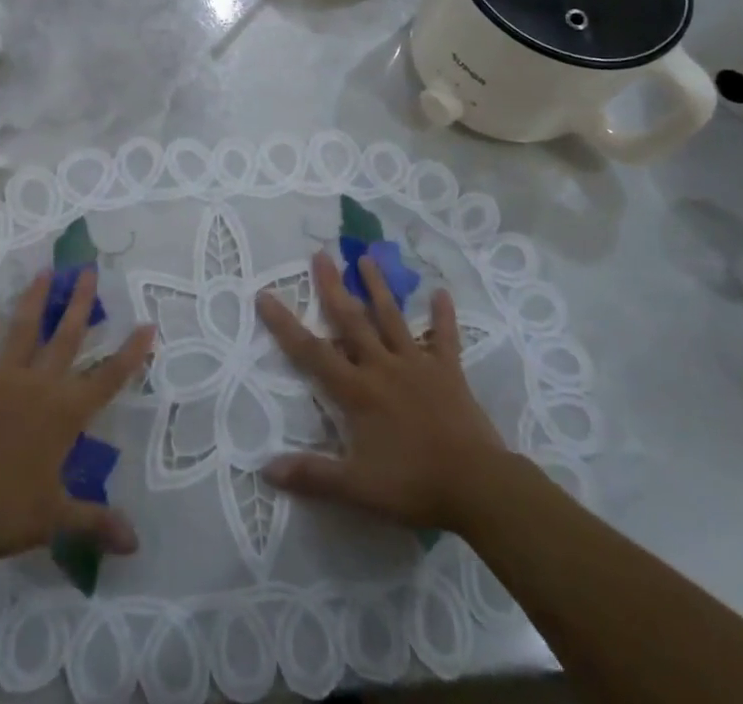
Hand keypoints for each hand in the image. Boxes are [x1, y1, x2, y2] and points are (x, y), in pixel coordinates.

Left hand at [0, 268, 152, 559]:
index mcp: (64, 414)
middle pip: (67, 338)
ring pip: (25, 330)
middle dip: (81, 304)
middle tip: (90, 269)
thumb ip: (94, 522)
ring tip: (47, 270)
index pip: (107, 379)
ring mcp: (5, 378)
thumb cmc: (0, 508)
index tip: (147, 324)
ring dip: (36, 300)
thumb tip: (135, 543)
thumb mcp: (53, 518)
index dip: (129, 354)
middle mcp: (40, 385)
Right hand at [256, 250, 508, 533]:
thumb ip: (313, 476)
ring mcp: (417, 363)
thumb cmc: (414, 485)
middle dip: (333, 286)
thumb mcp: (357, 488)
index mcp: (357, 390)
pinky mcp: (448, 370)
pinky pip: (445, 337)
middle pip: (351, 320)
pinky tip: (442, 292)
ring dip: (378, 286)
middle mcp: (382, 366)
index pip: (311, 352)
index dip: (285, 324)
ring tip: (366, 257)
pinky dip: (443, 315)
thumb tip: (266, 469)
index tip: (265, 295)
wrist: (477, 485)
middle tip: (320, 254)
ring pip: (392, 317)